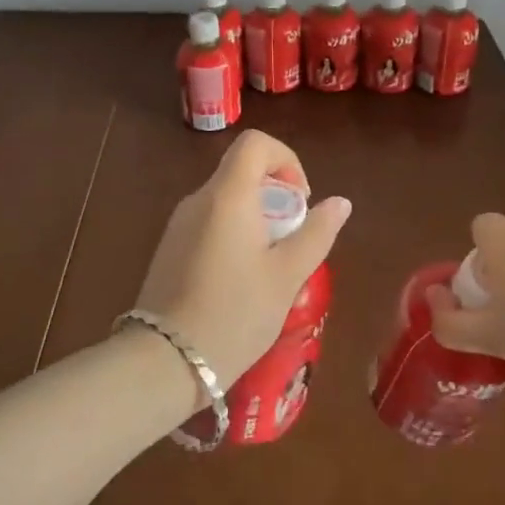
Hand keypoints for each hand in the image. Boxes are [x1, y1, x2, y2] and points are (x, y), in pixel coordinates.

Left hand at [133, 130, 351, 390]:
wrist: (164, 361)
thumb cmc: (235, 313)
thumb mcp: (287, 275)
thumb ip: (317, 233)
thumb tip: (340, 202)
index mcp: (228, 195)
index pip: (256, 144)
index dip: (286, 160)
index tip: (300, 201)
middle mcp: (198, 200)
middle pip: (242, 172)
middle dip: (276, 196)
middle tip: (292, 240)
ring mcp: (178, 224)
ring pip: (226, 200)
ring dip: (256, 219)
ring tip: (270, 266)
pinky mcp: (169, 249)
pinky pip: (209, 223)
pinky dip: (233, 235)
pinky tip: (241, 281)